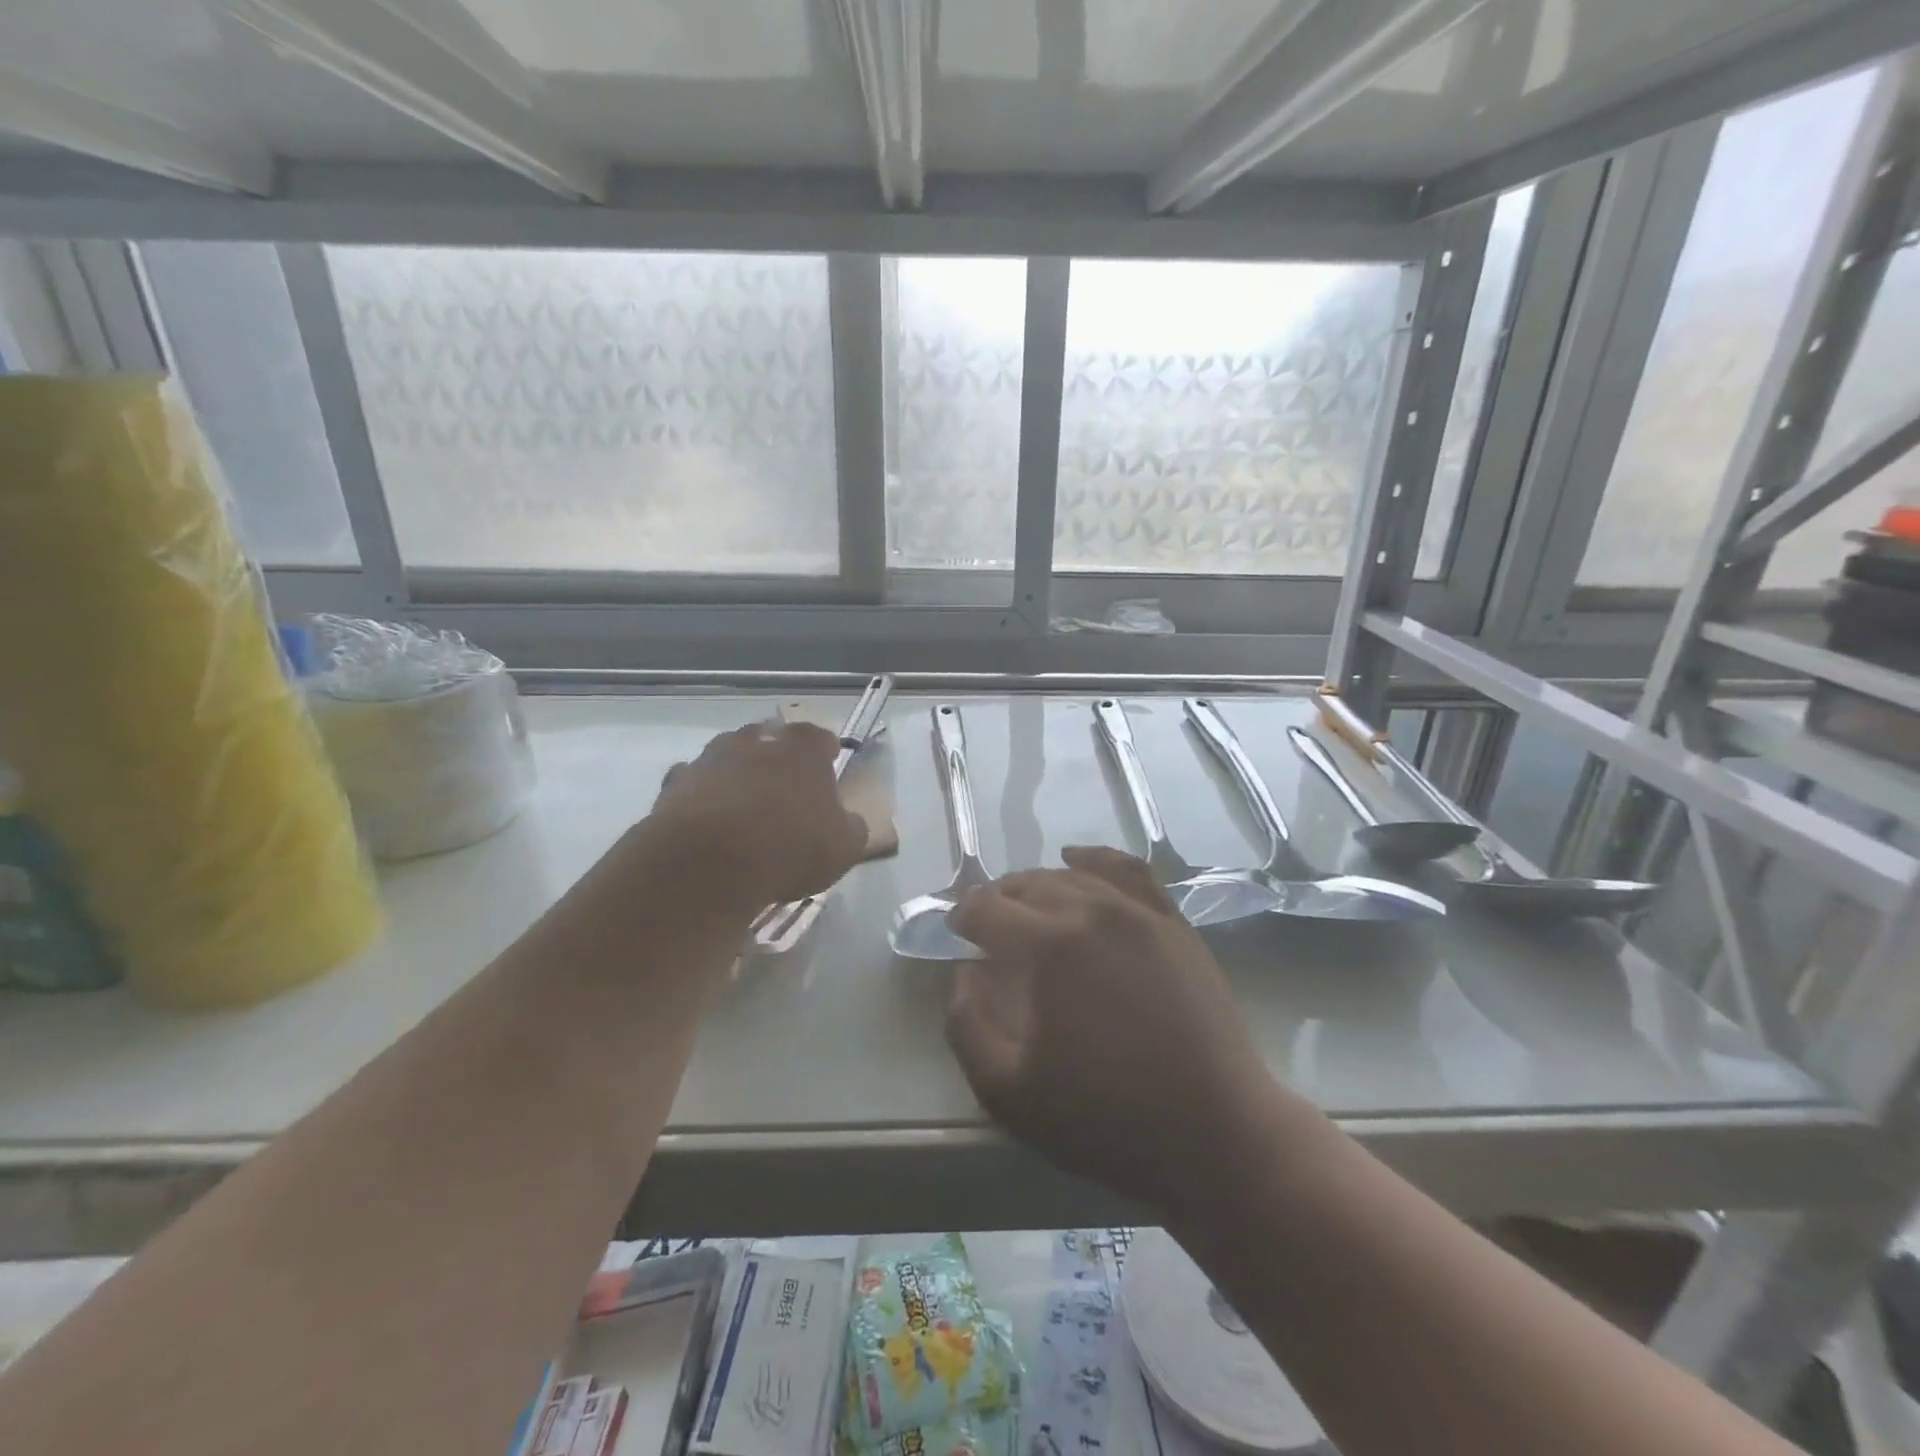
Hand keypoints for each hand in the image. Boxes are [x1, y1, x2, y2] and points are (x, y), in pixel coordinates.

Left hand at [650, 720, 867, 913]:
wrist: (709, 863)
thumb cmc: (789, 847)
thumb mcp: (844, 849)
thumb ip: (852, 828)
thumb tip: (850, 822)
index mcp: (803, 748)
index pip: (820, 737)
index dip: (826, 753)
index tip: (828, 769)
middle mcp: (757, 740)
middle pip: (770, 738)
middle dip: (777, 757)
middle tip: (784, 789)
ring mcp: (712, 758)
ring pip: (729, 755)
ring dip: (737, 773)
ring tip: (743, 806)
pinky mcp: (675, 783)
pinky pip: (694, 783)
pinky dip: (702, 796)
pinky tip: (708, 822)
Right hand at [945, 847, 1286, 1221]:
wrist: (1216, 1133)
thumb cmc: (1106, 1120)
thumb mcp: (1007, 1093)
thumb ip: (967, 1024)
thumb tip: (965, 971)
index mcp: (1047, 946)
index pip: (986, 908)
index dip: (962, 918)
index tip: (956, 938)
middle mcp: (1091, 910)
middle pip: (1027, 885)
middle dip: (998, 903)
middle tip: (988, 934)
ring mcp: (1138, 911)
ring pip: (1072, 876)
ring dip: (1038, 887)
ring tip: (1027, 910)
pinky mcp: (1171, 922)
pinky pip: (1127, 870)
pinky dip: (1095, 859)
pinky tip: (1078, 861)